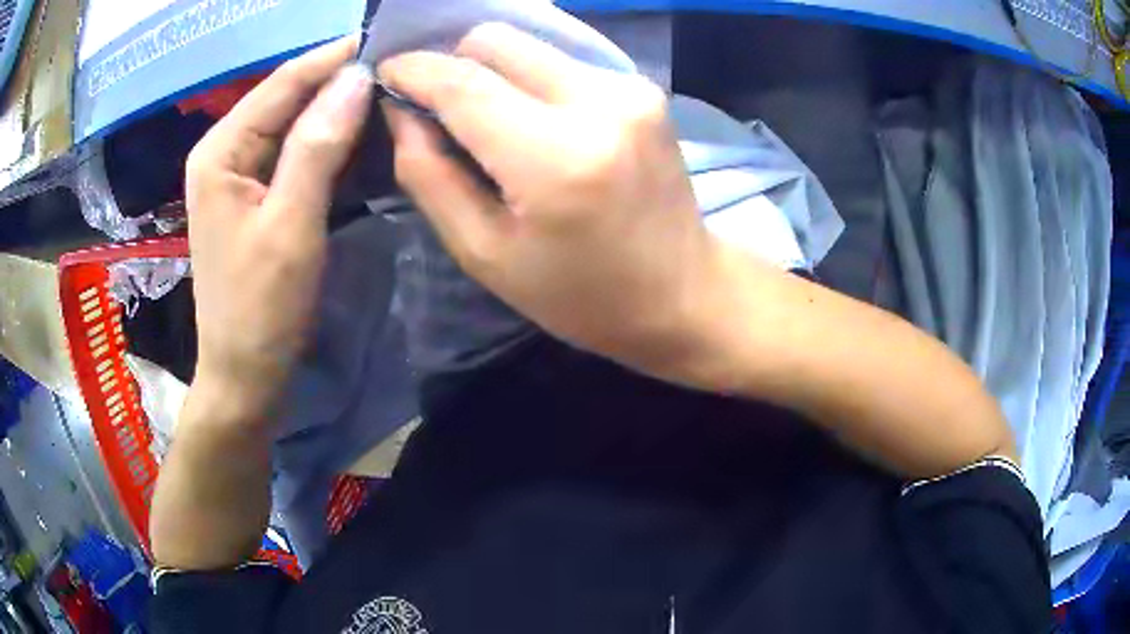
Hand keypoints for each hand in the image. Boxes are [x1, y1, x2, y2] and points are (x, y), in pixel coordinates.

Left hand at [185, 37, 373, 421]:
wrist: (245, 372)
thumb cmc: (261, 306)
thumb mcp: (290, 224)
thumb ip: (318, 146)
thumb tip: (358, 77)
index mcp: (222, 149)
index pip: (284, 81)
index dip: (335, 57)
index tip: (391, 39)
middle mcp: (227, 150)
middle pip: (289, 98)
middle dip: (341, 80)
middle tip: (401, 65)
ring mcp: (242, 173)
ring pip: (297, 123)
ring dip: (341, 109)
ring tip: (394, 89)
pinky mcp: (259, 195)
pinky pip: (298, 153)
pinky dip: (332, 142)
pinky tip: (367, 134)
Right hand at [379, 23, 715, 372]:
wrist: (684, 292)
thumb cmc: (582, 295)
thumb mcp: (486, 255)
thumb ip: (430, 177)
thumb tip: (401, 112)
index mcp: (555, 159)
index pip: (463, 83)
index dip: (414, 70)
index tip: (386, 73)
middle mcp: (599, 103)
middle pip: (495, 42)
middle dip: (452, 63)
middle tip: (436, 104)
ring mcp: (629, 88)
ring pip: (529, 44)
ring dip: (492, 69)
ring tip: (484, 114)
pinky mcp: (644, 88)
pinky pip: (563, 59)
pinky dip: (531, 77)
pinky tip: (530, 115)